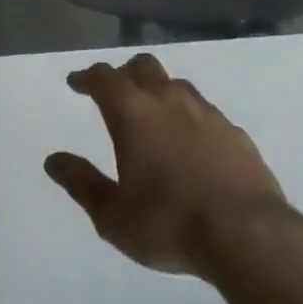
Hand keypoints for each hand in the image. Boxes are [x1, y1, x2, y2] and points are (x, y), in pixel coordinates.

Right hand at [45, 53, 292, 280]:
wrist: (250, 237)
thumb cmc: (169, 224)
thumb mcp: (113, 215)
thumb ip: (81, 183)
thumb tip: (53, 160)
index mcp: (132, 112)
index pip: (103, 77)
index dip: (86, 77)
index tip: (76, 83)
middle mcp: (168, 100)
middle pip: (142, 66)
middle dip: (124, 73)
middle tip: (115, 92)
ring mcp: (206, 113)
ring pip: (177, 84)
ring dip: (159, 91)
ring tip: (154, 114)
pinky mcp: (236, 133)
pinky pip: (206, 112)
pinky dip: (191, 118)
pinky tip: (193, 142)